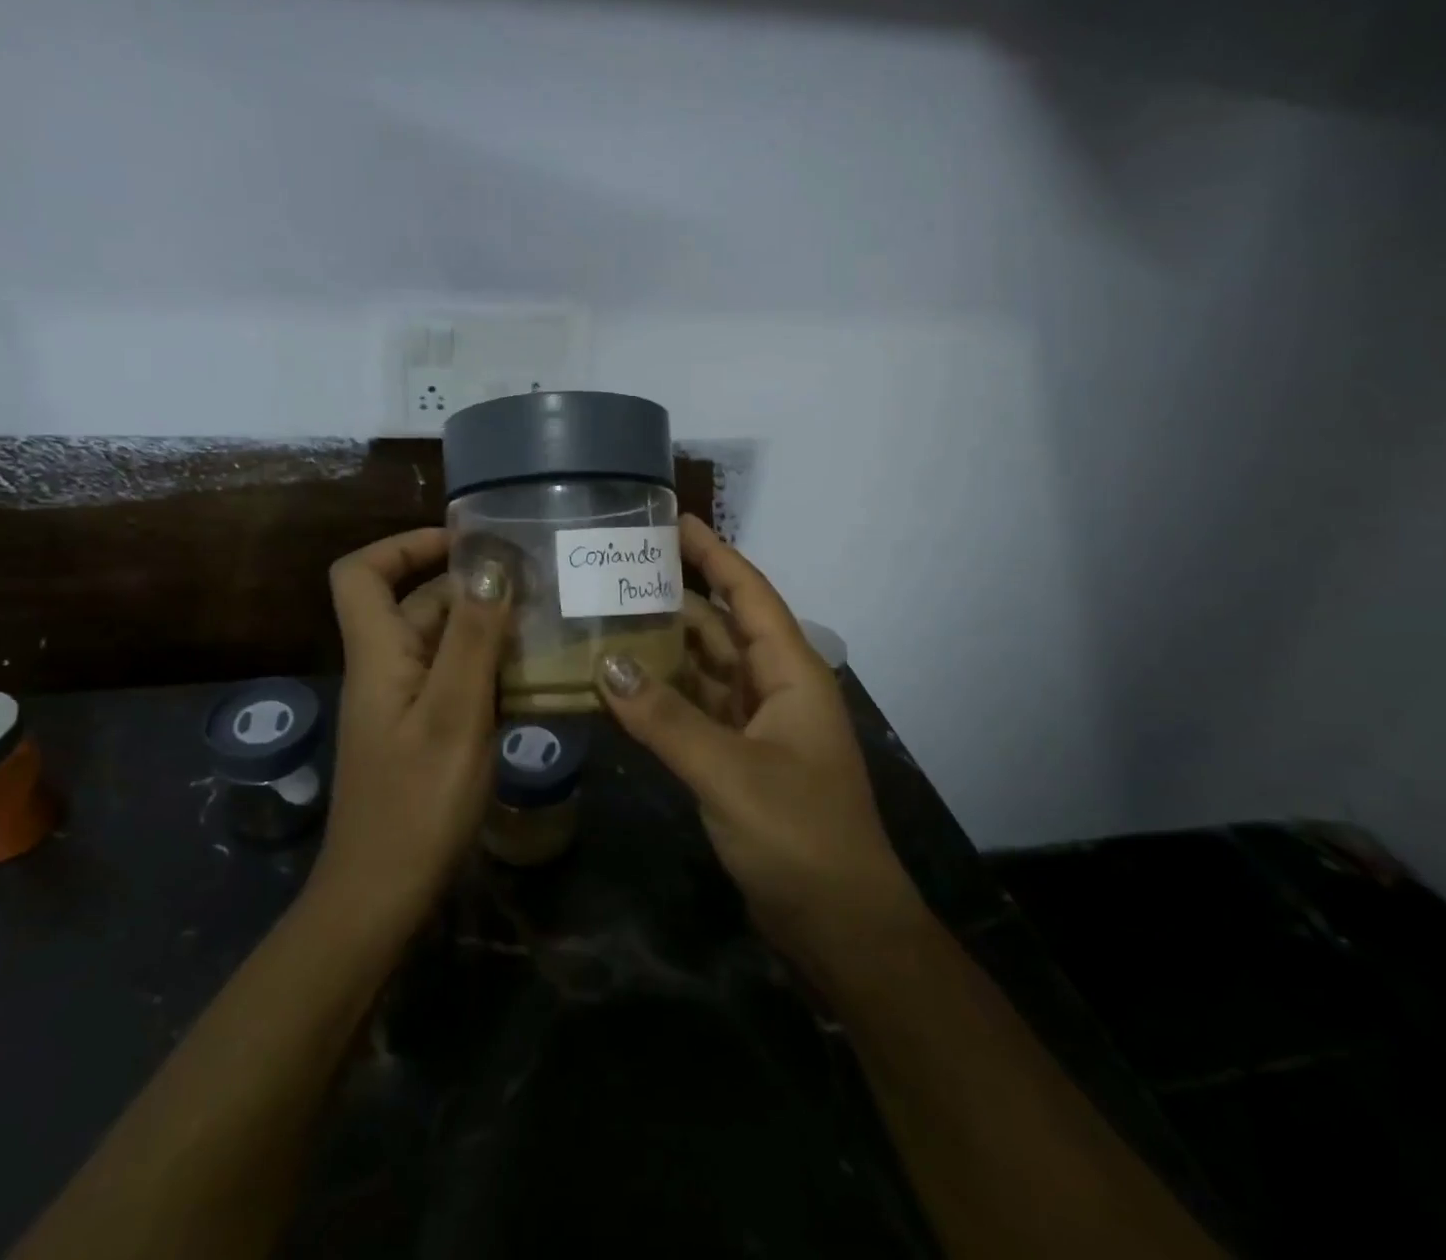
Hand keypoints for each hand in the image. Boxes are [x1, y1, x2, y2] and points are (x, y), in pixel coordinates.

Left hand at [315, 529, 510, 930]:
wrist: (382, 898)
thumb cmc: (416, 803)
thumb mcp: (453, 713)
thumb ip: (471, 636)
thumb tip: (487, 562)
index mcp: (378, 653)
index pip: (360, 573)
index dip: (403, 545)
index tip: (464, 543)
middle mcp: (387, 669)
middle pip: (418, 604)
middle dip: (473, 587)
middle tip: (539, 584)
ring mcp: (406, 704)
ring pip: (445, 644)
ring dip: (490, 630)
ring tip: (551, 624)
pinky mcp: (425, 733)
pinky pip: (457, 682)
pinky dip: (492, 670)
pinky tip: (539, 679)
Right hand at [598, 516, 922, 974]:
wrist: (840, 925)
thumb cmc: (800, 836)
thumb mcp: (730, 772)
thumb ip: (666, 719)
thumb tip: (605, 665)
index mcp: (790, 673)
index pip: (747, 594)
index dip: (713, 553)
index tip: (672, 520)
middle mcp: (773, 688)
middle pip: (720, 626)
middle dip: (675, 596)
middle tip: (618, 568)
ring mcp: (754, 725)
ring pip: (702, 669)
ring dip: (661, 647)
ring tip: (606, 616)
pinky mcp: (736, 759)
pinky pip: (693, 711)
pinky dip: (660, 697)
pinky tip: (619, 686)